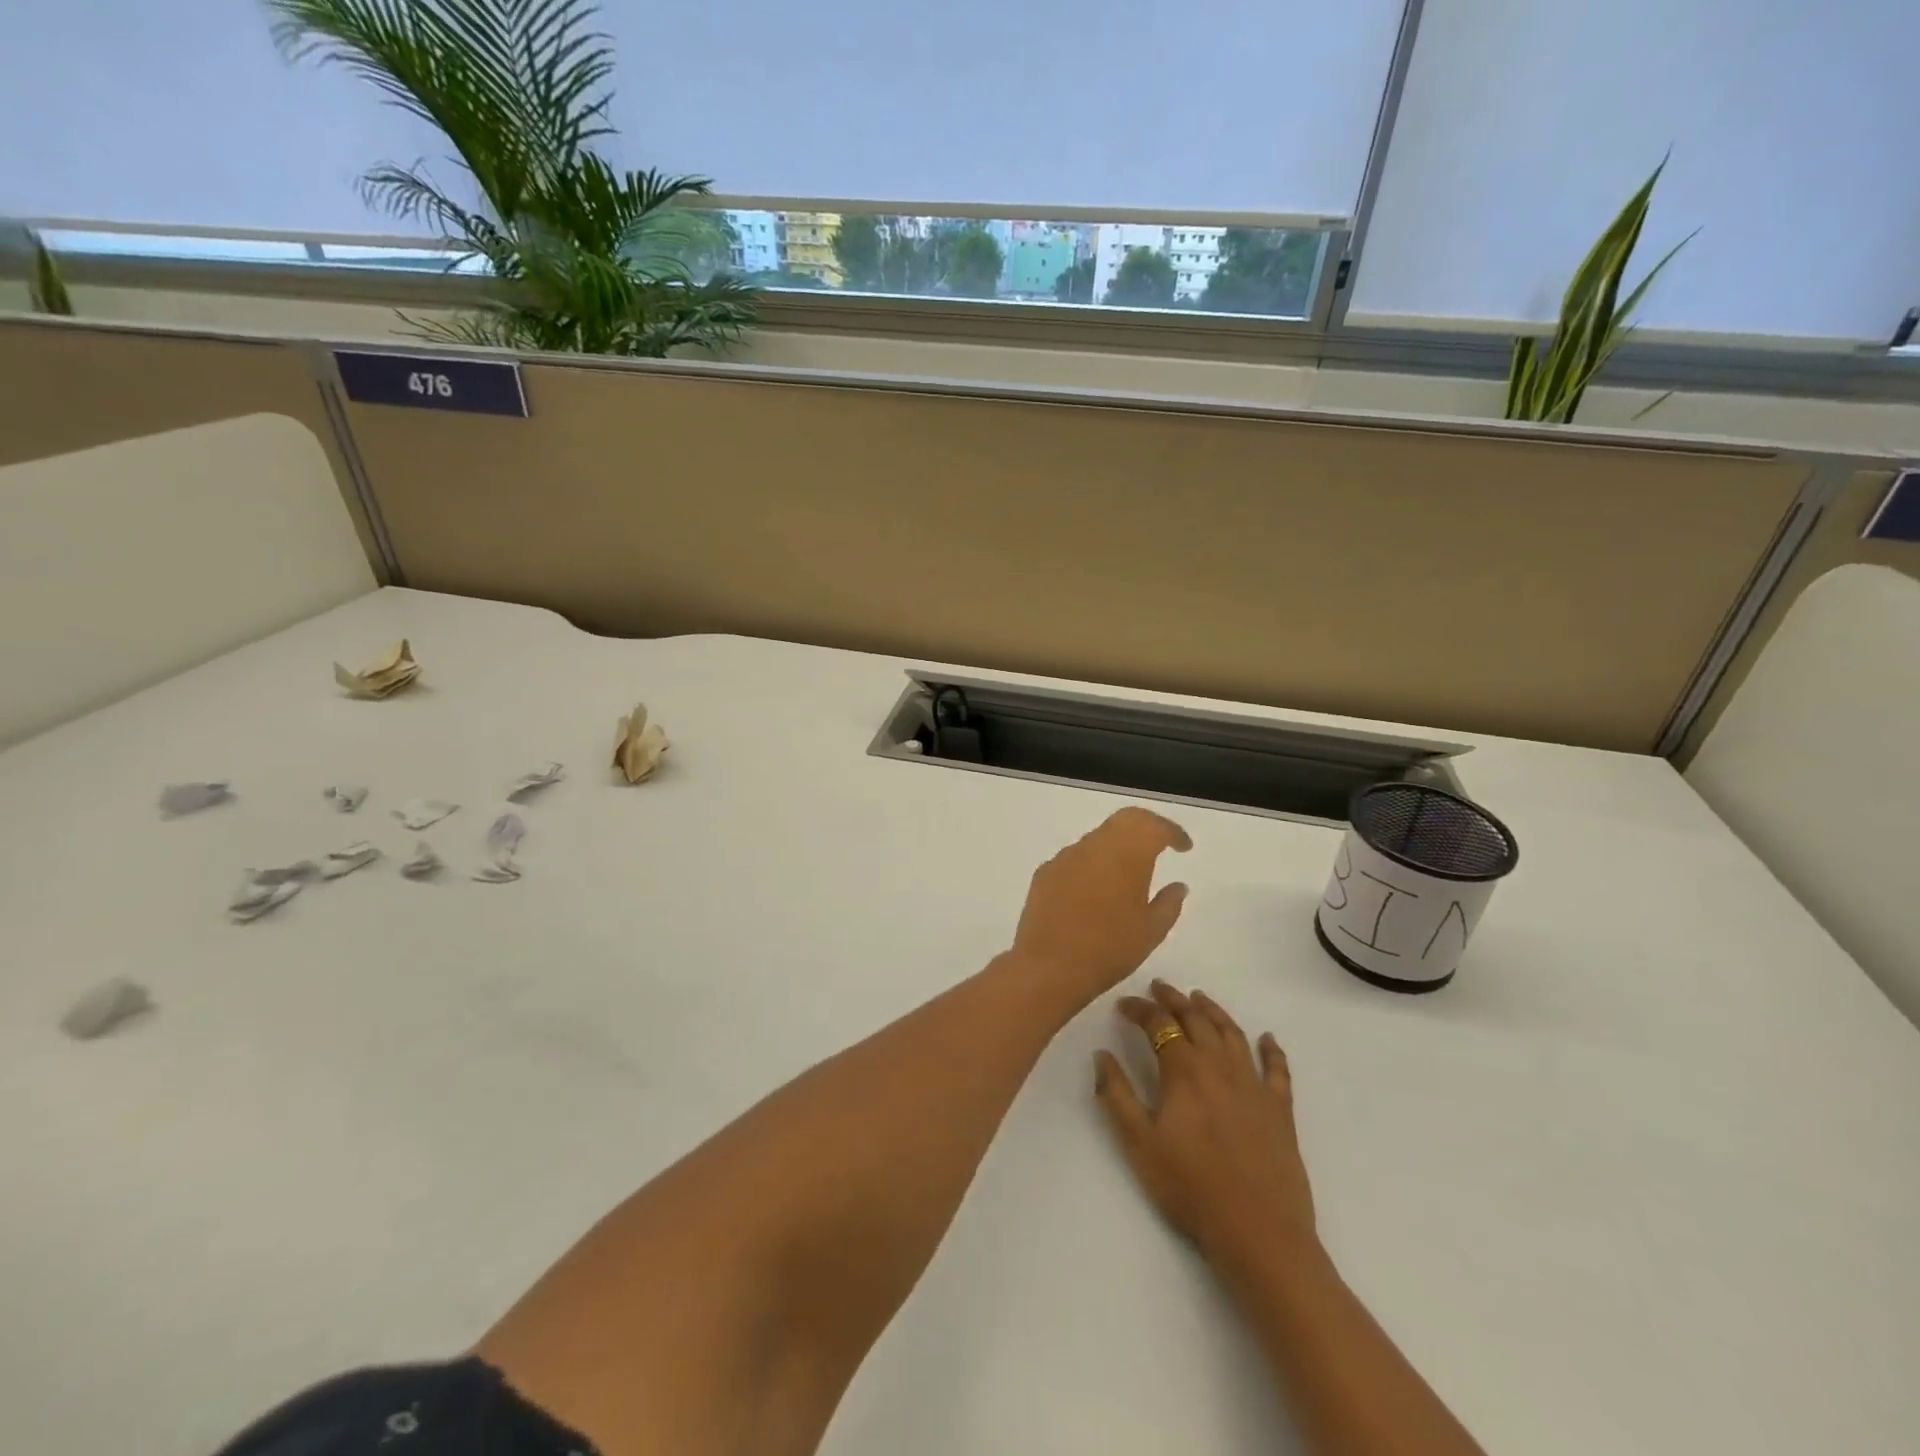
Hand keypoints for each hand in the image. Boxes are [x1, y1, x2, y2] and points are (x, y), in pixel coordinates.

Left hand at [1010, 807, 1190, 1010]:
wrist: (1049, 966)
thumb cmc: (1109, 948)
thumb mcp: (1151, 931)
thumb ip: (1169, 904)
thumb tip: (1178, 886)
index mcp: (1126, 854)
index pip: (1153, 826)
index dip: (1172, 831)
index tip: (1184, 846)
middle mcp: (1094, 846)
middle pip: (1124, 821)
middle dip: (1145, 828)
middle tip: (1160, 845)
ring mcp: (1065, 857)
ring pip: (1097, 839)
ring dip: (1116, 847)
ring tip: (1128, 873)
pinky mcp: (1045, 872)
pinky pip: (1075, 858)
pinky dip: (1091, 865)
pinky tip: (1095, 890)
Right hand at [1094, 981, 1317, 1264]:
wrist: (1259, 1232)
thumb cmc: (1190, 1188)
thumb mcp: (1139, 1144)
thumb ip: (1116, 1095)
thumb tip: (1102, 1055)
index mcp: (1184, 1071)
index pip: (1159, 1025)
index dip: (1140, 1010)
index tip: (1123, 1005)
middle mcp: (1220, 1066)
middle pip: (1196, 1019)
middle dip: (1174, 999)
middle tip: (1159, 987)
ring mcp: (1254, 1085)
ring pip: (1232, 1034)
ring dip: (1213, 1011)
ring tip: (1199, 998)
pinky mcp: (1280, 1109)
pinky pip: (1277, 1069)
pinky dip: (1272, 1049)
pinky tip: (1267, 1039)